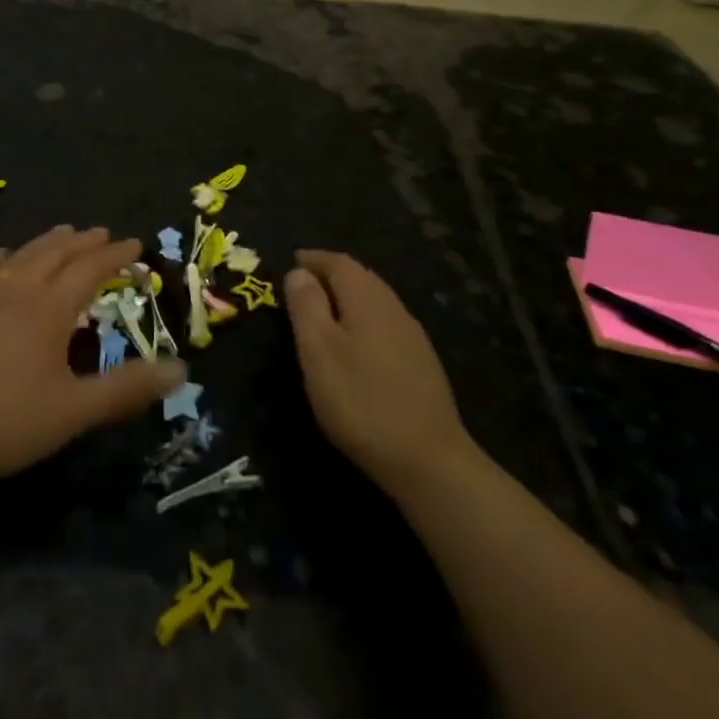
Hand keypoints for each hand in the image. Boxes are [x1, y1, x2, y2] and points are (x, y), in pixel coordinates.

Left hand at [0, 226, 187, 480]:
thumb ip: (126, 389)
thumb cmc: (0, 418)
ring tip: (63, 232)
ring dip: (48, 242)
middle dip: (84, 242)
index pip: (90, 269)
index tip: (136, 245)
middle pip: (56, 254)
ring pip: (22, 256)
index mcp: (50, 309)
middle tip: (103, 232)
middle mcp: (18, 291)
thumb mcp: (72, 411)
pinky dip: (2, 259)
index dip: (115, 256)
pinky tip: (3, 257)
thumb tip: (181, 369)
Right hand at [285, 250, 473, 498]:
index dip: (313, 259)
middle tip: (303, 283)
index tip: (290, 260)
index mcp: (368, 299)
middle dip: (331, 274)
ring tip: (324, 310)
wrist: (428, 459)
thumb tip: (298, 271)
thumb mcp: (319, 351)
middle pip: (361, 277)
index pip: (339, 263)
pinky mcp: (421, 363)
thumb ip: (307, 306)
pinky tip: (356, 342)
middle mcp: (394, 308)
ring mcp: (413, 336)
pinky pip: (386, 323)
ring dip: (348, 297)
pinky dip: (363, 319)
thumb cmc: (360, 400)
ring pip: (376, 300)